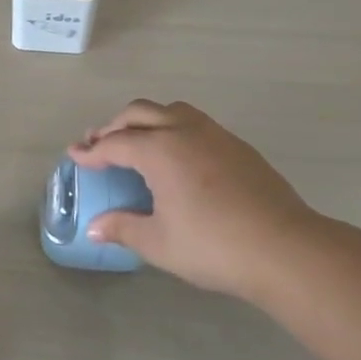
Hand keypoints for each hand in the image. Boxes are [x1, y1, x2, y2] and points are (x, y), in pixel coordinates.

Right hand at [68, 99, 324, 301]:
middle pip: (140, 113)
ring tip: (137, 142)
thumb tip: (95, 228)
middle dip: (114, 126)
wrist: (285, 248)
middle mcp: (184, 132)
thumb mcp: (159, 243)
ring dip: (147, 120)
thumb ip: (123, 228)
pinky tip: (177, 157)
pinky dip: (174, 129)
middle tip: (99, 145)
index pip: (115, 143)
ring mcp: (215, 135)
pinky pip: (196, 124)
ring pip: (171, 110)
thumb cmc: (213, 245)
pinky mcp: (238, 146)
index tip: (75, 156)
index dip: (92, 151)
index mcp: (159, 150)